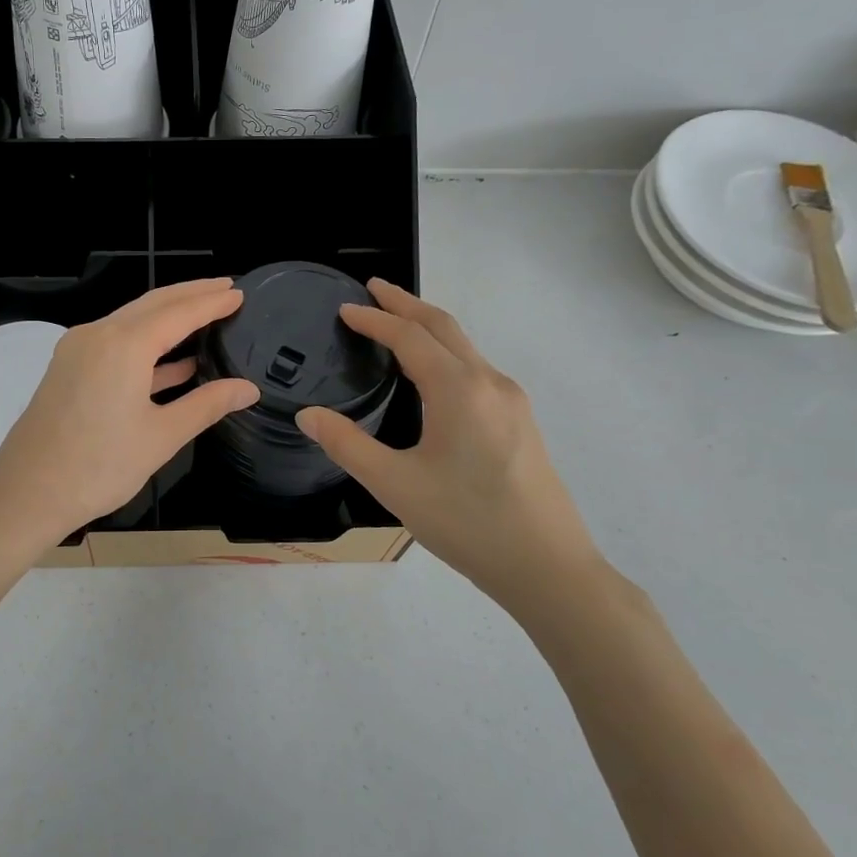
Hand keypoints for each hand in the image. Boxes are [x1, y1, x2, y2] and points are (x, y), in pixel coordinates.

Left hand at [0, 279, 260, 547]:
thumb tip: (248, 389)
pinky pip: (115, 344)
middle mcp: (98, 335)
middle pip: (153, 304)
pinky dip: (147, 347)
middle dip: (190, 295)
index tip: (240, 292)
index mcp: (124, 345)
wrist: (26, 494)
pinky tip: (175, 362)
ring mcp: (78, 350)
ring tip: (206, 315)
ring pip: (131, 322)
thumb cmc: (99, 466)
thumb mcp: (161, 436)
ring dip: (168, 318)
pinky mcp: (68, 369)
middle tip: (225, 288)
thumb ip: (207, 405)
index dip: (212, 302)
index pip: (179, 312)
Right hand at [297, 279, 604, 612]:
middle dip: (406, 303)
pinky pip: (475, 368)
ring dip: (428, 327)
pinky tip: (432, 374)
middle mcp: (489, 382)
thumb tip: (308, 415)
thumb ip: (347, 445)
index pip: (409, 336)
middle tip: (372, 289)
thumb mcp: (395, 485)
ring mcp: (511, 401)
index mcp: (458, 389)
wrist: (548, 567)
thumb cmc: (467, 523)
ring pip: (464, 346)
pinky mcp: (520, 421)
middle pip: (444, 326)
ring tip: (396, 323)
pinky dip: (445, 352)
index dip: (374, 319)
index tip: (344, 308)